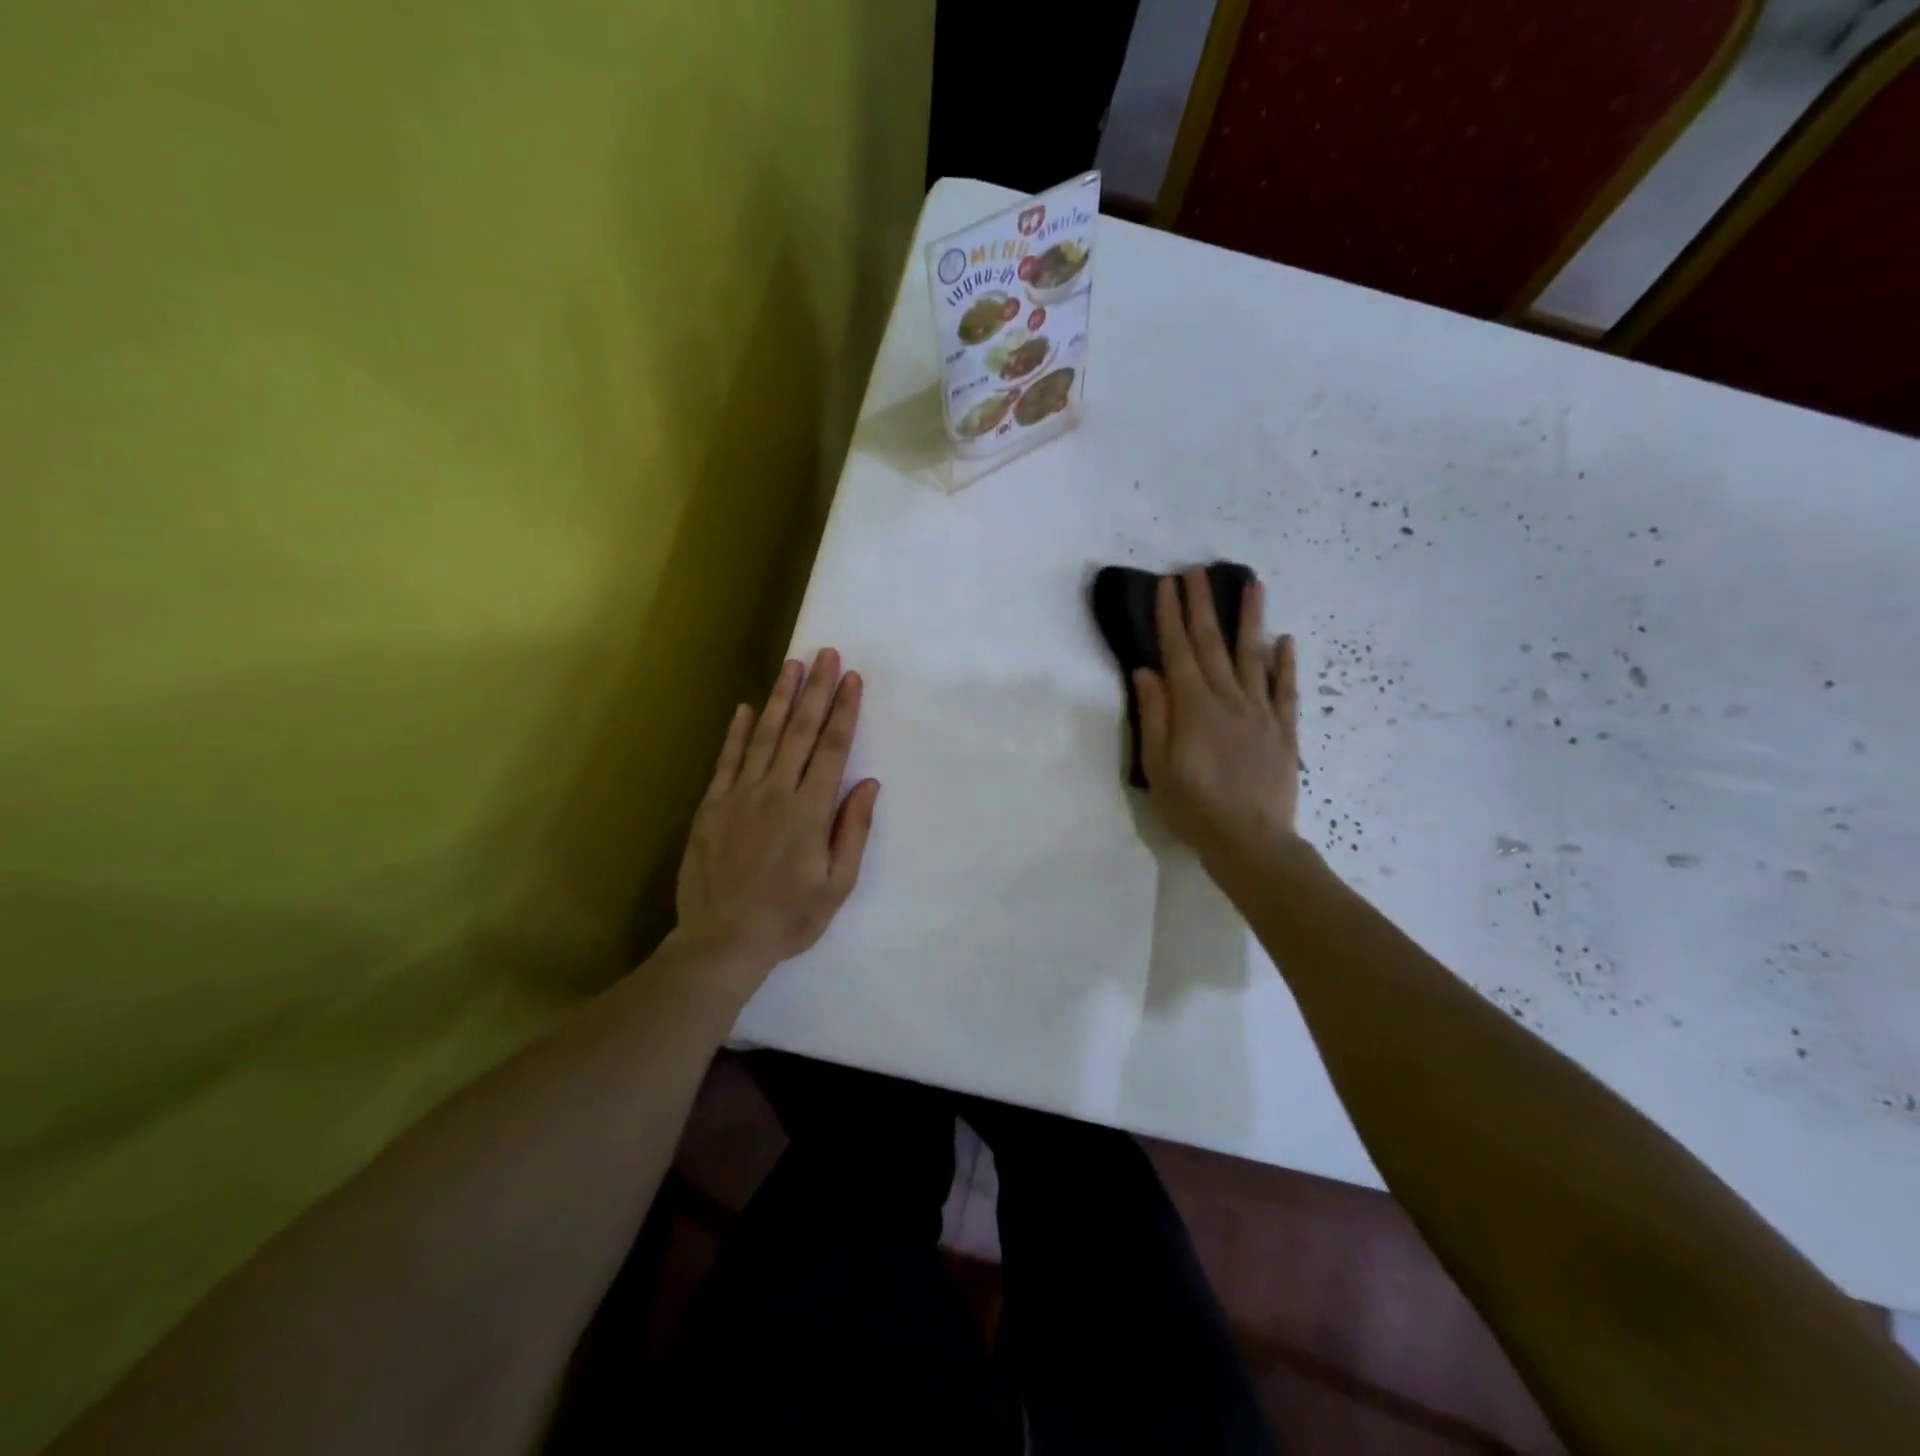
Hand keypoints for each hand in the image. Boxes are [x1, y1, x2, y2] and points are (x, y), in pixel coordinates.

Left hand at [675, 649, 879, 973]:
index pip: (832, 748)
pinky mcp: (712, 806)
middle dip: (816, 690)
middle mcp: (776, 791)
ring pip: (764, 736)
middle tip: (826, 654)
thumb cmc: (789, 917)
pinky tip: (747, 708)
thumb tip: (868, 783)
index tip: (852, 678)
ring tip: (792, 665)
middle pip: (800, 731)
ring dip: (781, 699)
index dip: (844, 711)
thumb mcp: (837, 884)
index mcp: (809, 810)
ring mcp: (739, 795)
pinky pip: (727, 760)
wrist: (722, 940)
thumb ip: (852, 830)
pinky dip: (738, 732)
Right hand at [1134, 569, 1299, 865]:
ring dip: (1249, 618)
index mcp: (1194, 707)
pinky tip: (1285, 640)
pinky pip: (1286, 689)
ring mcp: (1261, 712)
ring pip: (1253, 655)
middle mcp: (1228, 699)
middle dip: (1202, 605)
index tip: (1167, 584)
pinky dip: (1285, 663)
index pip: (1178, 651)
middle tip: (1197, 570)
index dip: (1171, 616)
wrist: (1251, 840)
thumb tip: (1146, 671)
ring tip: (1251, 584)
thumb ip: (1154, 715)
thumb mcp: (1157, 765)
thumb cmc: (1194, 806)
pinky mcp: (1284, 731)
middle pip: (1212, 644)